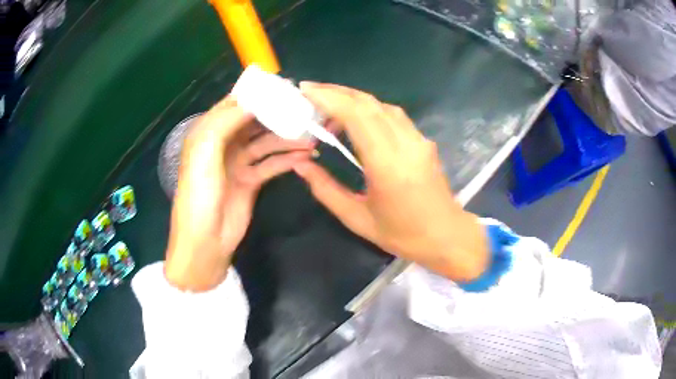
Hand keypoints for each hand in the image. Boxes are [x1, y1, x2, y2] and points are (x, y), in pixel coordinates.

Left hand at [165, 96, 314, 290]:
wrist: (205, 241)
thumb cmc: (199, 194)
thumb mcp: (204, 152)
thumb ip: (224, 121)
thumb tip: (252, 100)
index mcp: (208, 133)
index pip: (234, 105)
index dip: (256, 95)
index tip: (283, 87)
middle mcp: (223, 144)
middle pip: (253, 122)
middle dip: (277, 115)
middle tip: (304, 110)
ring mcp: (238, 163)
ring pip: (266, 143)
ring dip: (287, 139)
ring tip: (312, 136)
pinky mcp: (250, 180)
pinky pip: (271, 164)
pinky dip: (287, 159)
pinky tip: (305, 156)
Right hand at [293, 83, 487, 281]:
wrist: (446, 236)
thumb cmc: (402, 234)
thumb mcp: (356, 218)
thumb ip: (325, 189)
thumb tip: (300, 164)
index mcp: (387, 164)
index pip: (357, 115)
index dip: (329, 98)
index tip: (305, 91)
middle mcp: (405, 144)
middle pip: (368, 103)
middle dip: (335, 92)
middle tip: (309, 92)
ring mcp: (418, 139)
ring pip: (381, 105)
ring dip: (352, 99)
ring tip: (327, 106)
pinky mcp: (423, 141)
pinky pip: (393, 115)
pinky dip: (369, 109)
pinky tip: (355, 119)